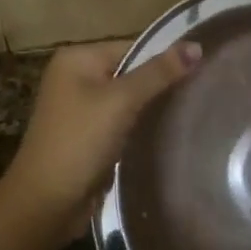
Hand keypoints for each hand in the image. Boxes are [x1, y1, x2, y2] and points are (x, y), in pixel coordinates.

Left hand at [2, 38, 200, 228]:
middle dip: (162, 83)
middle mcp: (76, 77)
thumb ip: (158, 73)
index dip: (166, 58)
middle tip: (204, 90)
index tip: (204, 68)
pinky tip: (171, 131)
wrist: (46, 204)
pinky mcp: (90, 135)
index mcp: (77, 58)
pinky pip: (124, 121)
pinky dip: (142, 125)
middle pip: (132, 71)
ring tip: (196, 109)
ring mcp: (81, 108)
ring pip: (130, 99)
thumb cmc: (80, 142)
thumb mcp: (121, 102)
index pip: (133, 47)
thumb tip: (197, 46)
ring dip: (154, 106)